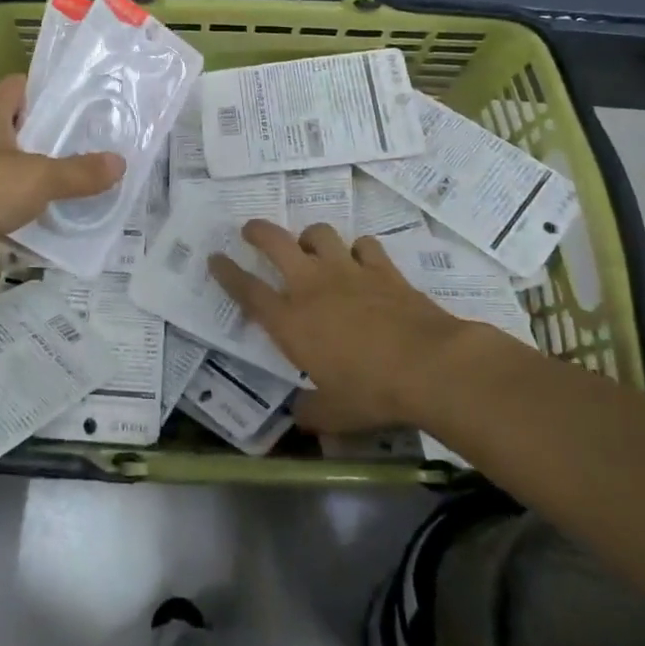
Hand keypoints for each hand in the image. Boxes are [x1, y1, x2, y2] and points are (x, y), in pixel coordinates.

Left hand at [0, 76, 123, 286]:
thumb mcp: (37, 176)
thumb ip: (79, 171)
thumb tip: (120, 163)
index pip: (22, 87)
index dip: (51, 89)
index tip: (88, 98)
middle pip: (25, 130)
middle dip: (59, 137)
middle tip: (101, 142)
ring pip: (20, 169)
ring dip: (48, 176)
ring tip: (92, 178)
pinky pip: (11, 205)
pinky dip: (33, 210)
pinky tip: (65, 215)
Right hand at [209, 222, 468, 430]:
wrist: (428, 366)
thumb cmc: (372, 393)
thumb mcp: (334, 414)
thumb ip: (311, 411)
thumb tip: (298, 415)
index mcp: (291, 321)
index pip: (247, 290)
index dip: (227, 272)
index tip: (215, 258)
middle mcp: (312, 286)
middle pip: (275, 243)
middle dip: (258, 232)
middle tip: (250, 230)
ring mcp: (347, 271)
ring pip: (319, 234)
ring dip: (309, 237)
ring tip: (310, 246)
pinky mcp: (381, 268)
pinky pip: (363, 245)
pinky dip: (358, 249)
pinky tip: (360, 259)